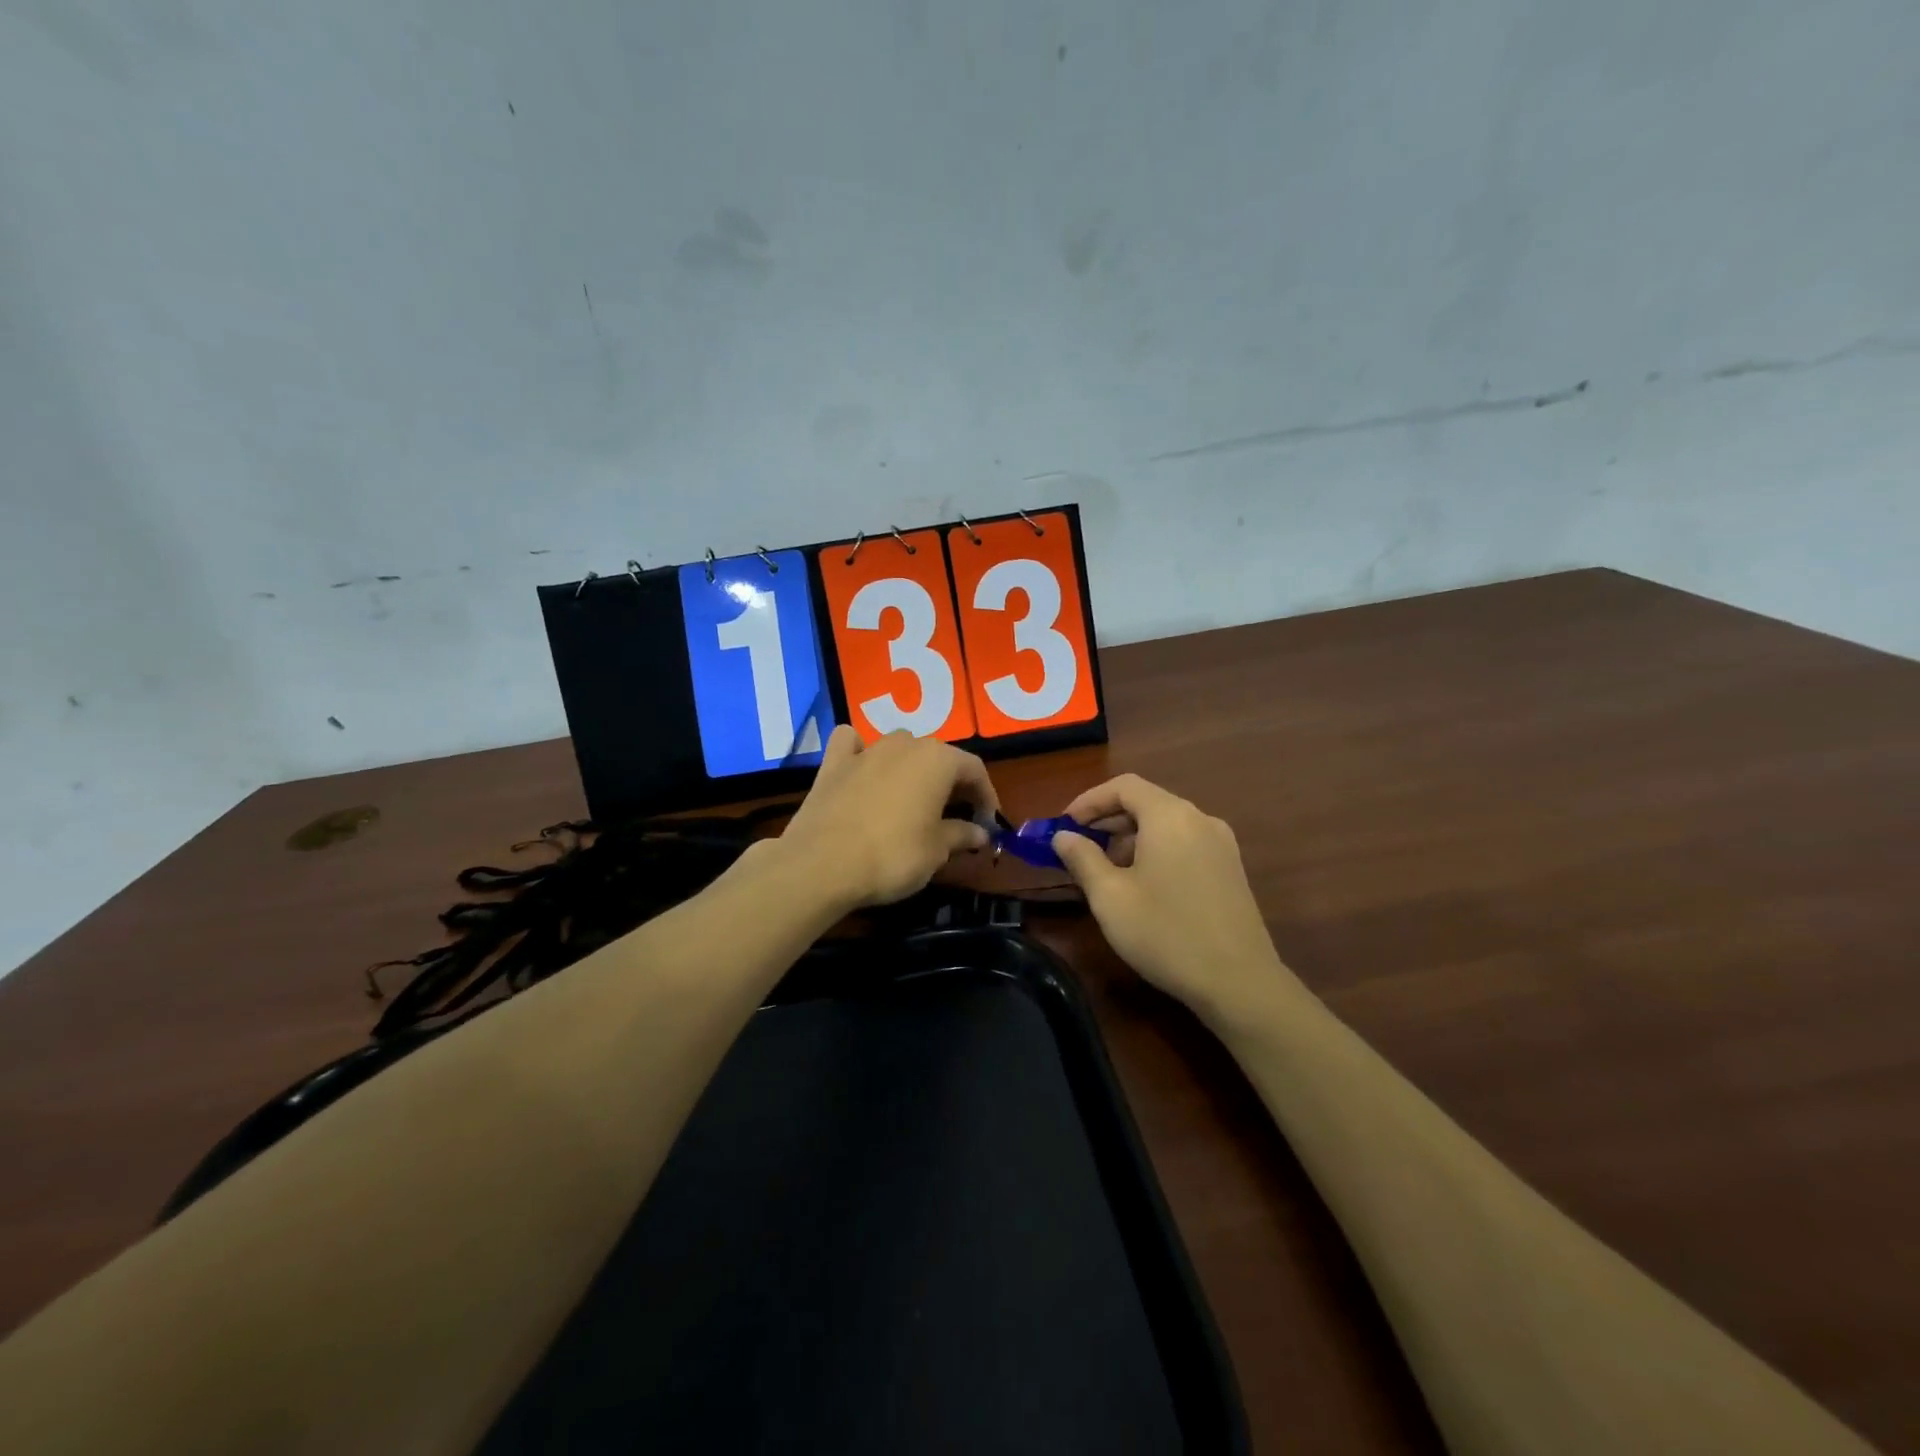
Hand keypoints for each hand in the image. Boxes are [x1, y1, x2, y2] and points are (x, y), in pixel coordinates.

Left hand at [777, 727, 997, 909]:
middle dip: (951, 783)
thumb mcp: (936, 851)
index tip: (988, 822)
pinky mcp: (833, 763)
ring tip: (914, 798)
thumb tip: (980, 833)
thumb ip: (961, 835)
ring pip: (899, 748)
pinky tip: (863, 768)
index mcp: (938, 760)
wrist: (822, 864)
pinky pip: (852, 745)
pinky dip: (861, 752)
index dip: (986, 796)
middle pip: (938, 757)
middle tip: (957, 816)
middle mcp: (904, 744)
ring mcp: (866, 750)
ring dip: (912, 768)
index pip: (974, 769)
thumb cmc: (893, 855)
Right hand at [1052, 774, 1292, 1023]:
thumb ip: (1082, 859)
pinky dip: (1156, 851)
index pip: (1123, 786)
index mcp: (1170, 816)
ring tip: (1106, 872)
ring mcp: (1221, 844)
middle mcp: (1200, 819)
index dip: (1089, 800)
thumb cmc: (1166, 934)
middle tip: (1078, 849)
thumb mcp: (1110, 897)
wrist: (1240, 983)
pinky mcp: (1230, 869)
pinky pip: (1184, 843)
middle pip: (1146, 802)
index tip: (1064, 825)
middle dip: (1107, 821)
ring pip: (1166, 825)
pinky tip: (1142, 886)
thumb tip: (1063, 836)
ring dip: (1130, 838)